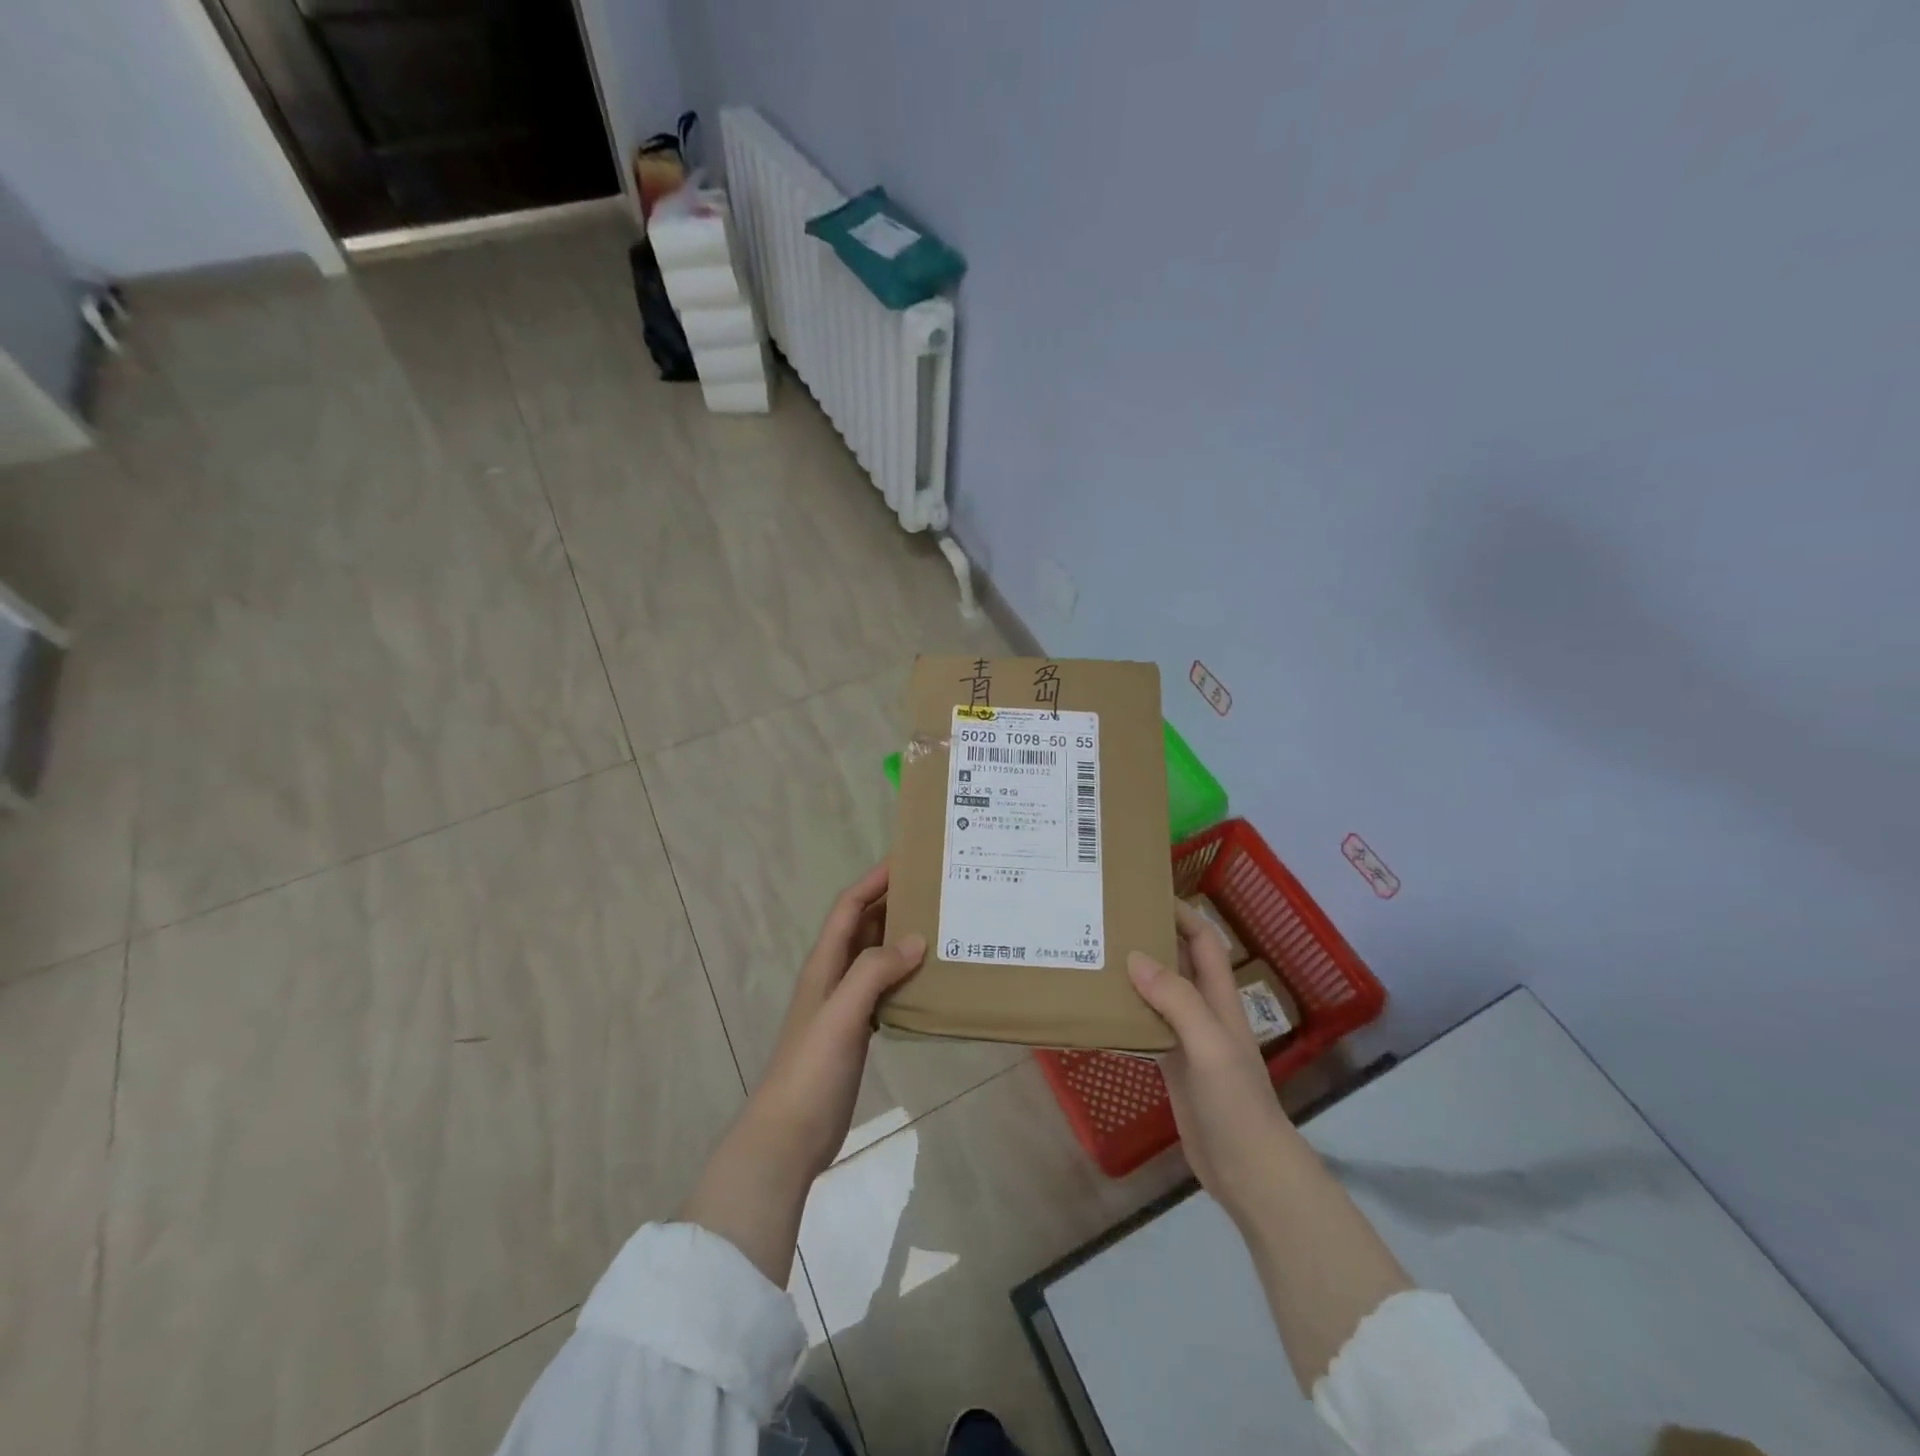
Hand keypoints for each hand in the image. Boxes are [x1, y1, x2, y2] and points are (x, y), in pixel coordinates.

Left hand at [747, 861, 926, 1178]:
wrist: (789, 1136)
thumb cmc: (812, 1069)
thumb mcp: (842, 1014)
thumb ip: (874, 972)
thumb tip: (916, 939)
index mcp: (824, 964)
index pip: (848, 907)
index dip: (873, 881)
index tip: (907, 861)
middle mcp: (833, 976)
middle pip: (863, 927)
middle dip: (893, 904)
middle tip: (936, 891)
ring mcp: (844, 1005)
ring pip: (875, 958)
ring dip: (901, 939)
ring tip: (942, 928)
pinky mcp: (857, 1031)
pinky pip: (884, 989)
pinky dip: (904, 976)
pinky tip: (930, 981)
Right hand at [1127, 902, 1292, 1226]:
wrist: (1250, 1172)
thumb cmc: (1237, 1104)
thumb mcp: (1209, 1045)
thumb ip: (1177, 1001)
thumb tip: (1135, 957)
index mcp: (1220, 1000)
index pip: (1203, 942)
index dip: (1182, 914)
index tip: (1146, 894)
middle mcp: (1204, 1013)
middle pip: (1177, 963)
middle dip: (1150, 939)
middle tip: (1107, 923)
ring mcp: (1188, 1041)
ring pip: (1158, 995)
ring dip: (1133, 977)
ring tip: (1095, 958)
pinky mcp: (1173, 1068)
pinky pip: (1146, 1030)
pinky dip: (1126, 1016)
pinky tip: (1099, 1013)